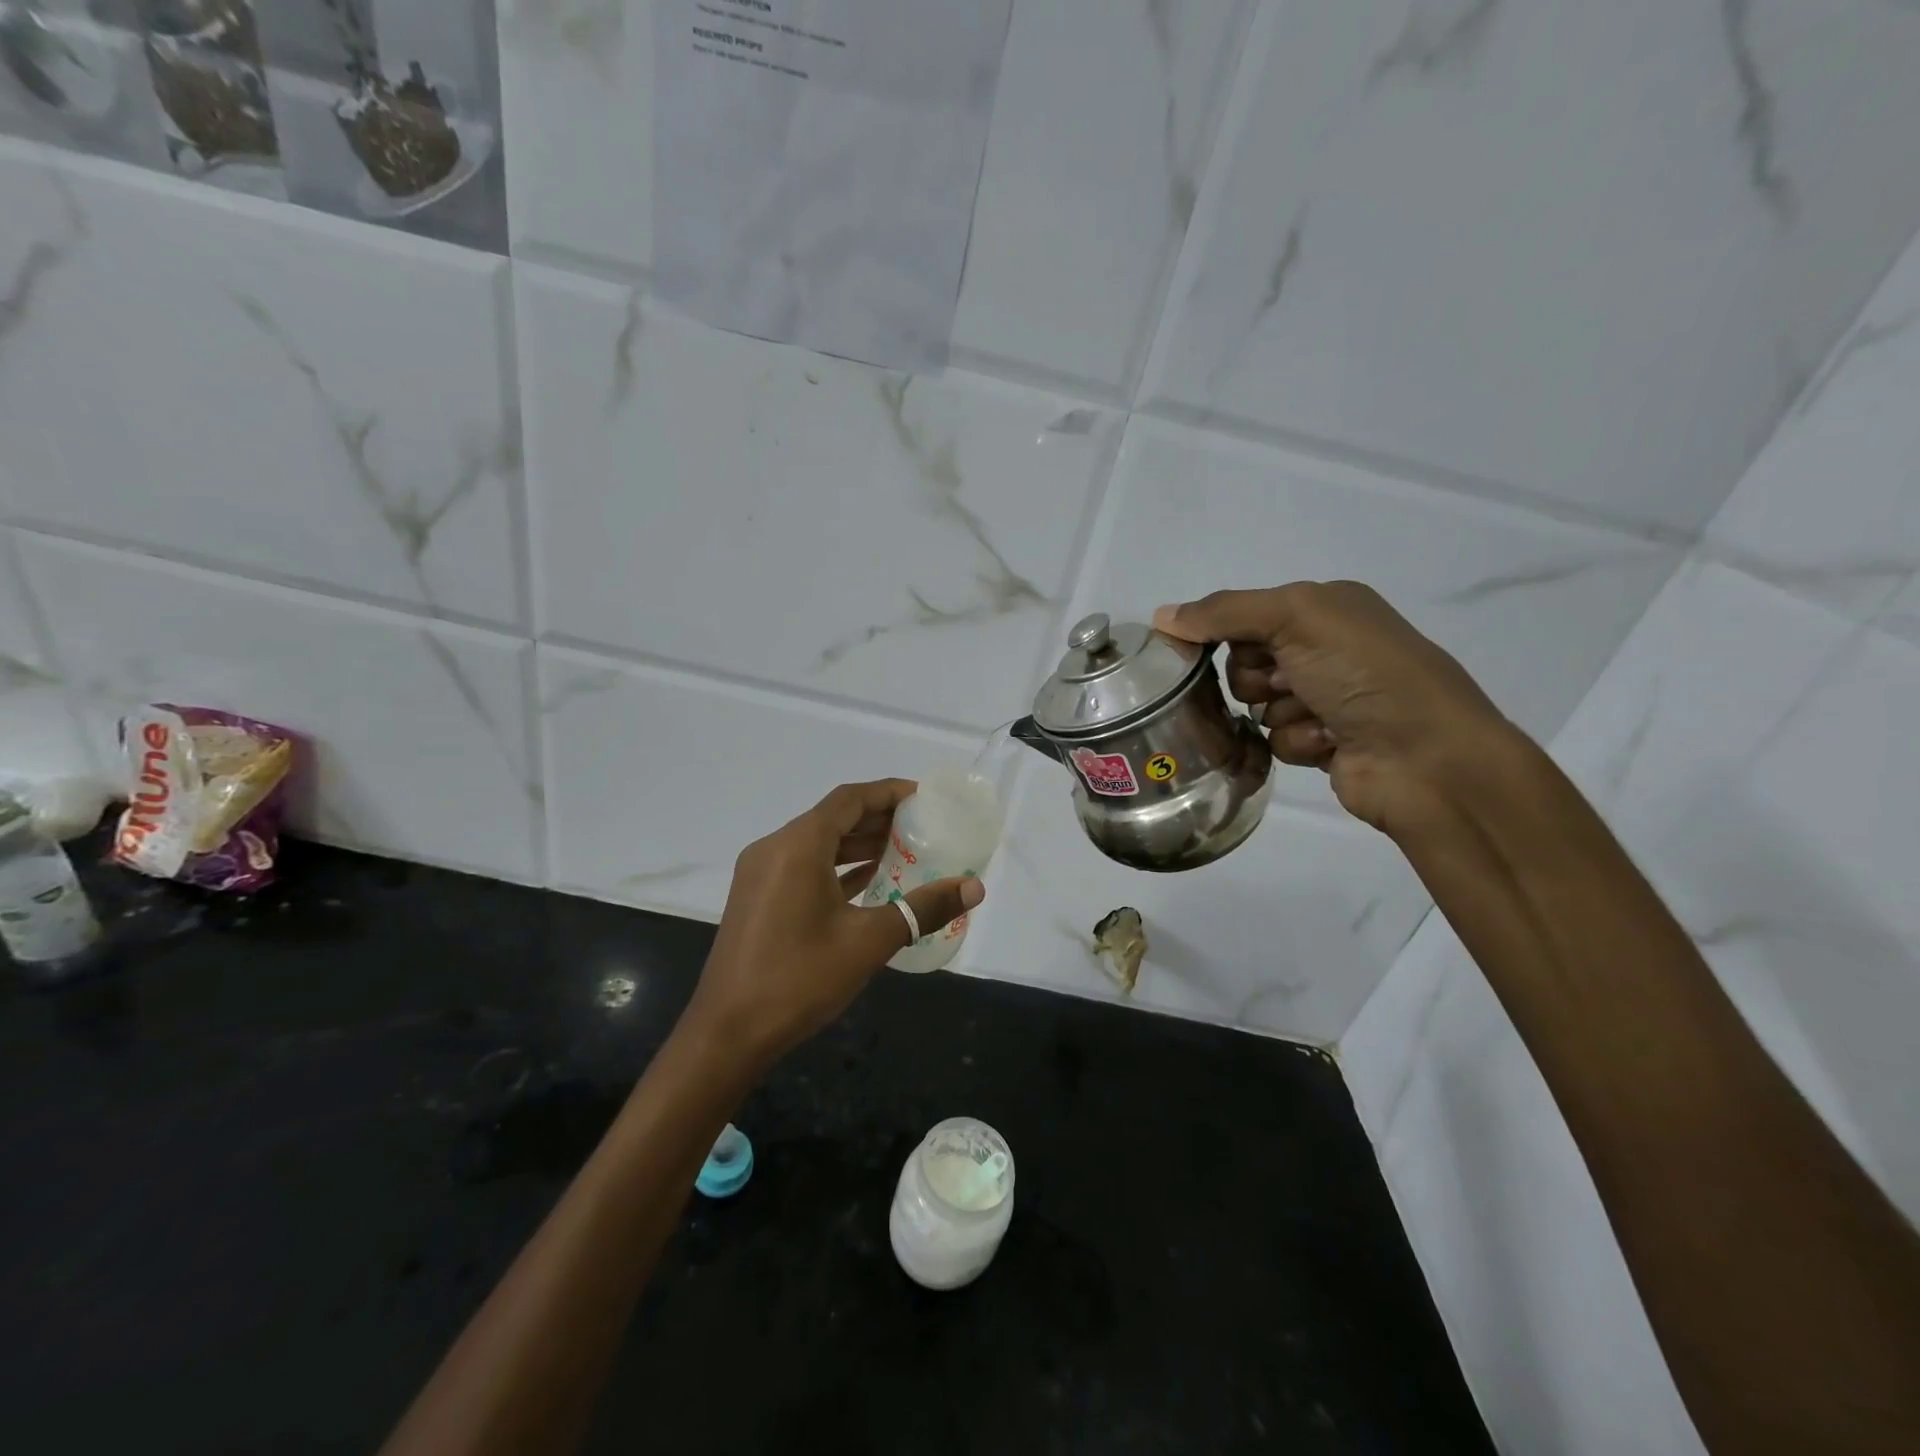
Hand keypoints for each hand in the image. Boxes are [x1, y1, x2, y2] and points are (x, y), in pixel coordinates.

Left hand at [682, 779, 984, 1068]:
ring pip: (817, 842)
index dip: (888, 792)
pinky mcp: (757, 897)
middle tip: (922, 826)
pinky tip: (868, 880)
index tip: (924, 797)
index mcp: (798, 846)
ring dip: (857, 843)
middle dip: (877, 818)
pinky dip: (836, 866)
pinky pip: (803, 866)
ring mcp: (761, 873)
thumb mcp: (869, 941)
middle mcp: (775, 848)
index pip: (849, 799)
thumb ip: (923, 908)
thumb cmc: (799, 978)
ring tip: (903, 851)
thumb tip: (974, 887)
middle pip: (833, 817)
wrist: (727, 1033)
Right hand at [1153, 582, 1513, 836]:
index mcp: (1327, 607)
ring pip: (1258, 705)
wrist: (1426, 756)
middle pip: (1245, 662)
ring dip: (1280, 713)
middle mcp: (1327, 649)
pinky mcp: (1324, 742)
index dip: (1228, 634)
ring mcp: (1327, 698)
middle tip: (1286, 682)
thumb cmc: (1364, 672)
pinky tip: (1329, 743)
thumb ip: (1225, 612)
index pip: (1246, 615)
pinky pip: (1276, 740)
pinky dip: (1297, 742)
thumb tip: (1161, 616)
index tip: (1212, 650)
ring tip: (1318, 718)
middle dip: (1257, 677)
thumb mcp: (1296, 617)